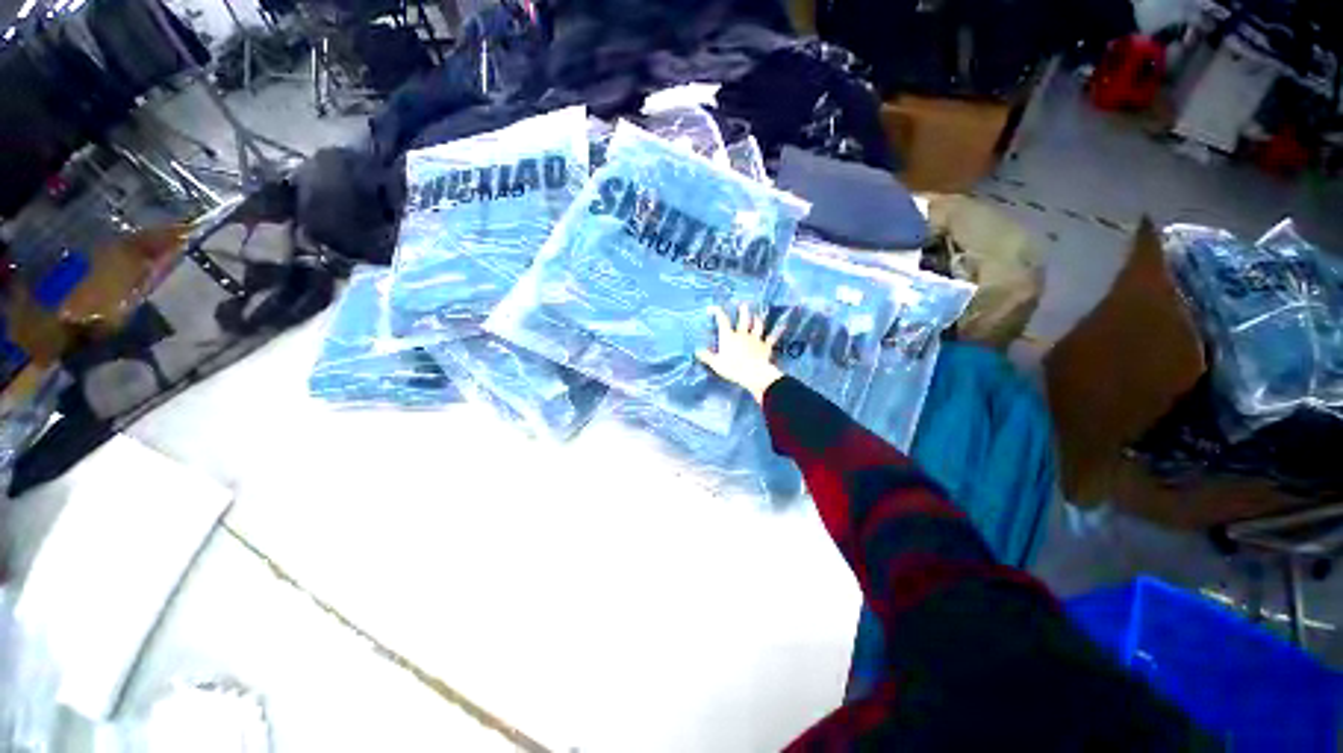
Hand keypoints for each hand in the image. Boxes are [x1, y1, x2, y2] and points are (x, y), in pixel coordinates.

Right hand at [697, 303, 784, 404]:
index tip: (713, 308)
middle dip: (743, 310)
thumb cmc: (733, 368)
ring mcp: (755, 339)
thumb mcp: (716, 364)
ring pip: (757, 325)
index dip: (717, 312)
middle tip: (743, 304)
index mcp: (729, 337)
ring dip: (757, 319)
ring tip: (757, 314)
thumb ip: (706, 356)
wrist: (754, 374)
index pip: (722, 320)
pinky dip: (778, 331)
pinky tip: (782, 326)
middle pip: (743, 319)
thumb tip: (696, 350)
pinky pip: (772, 337)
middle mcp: (742, 334)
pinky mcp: (765, 346)